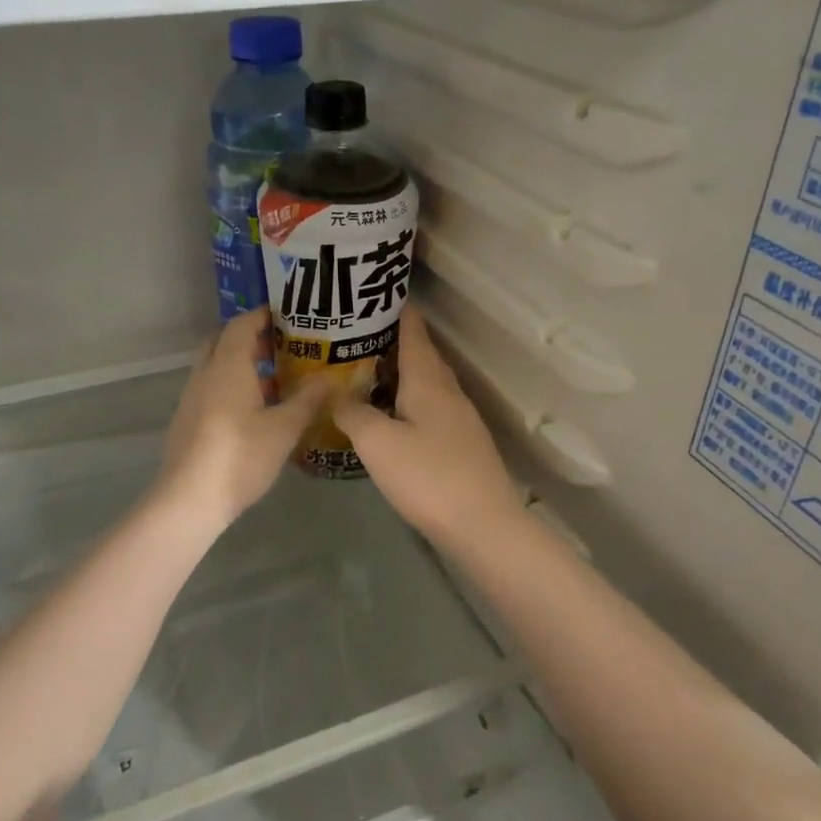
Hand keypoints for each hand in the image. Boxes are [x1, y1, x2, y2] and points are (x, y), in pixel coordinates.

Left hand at [156, 310, 323, 529]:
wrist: (189, 499)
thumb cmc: (240, 456)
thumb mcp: (284, 429)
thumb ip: (308, 400)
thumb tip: (331, 378)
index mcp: (227, 366)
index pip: (241, 324)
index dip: (263, 315)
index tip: (288, 314)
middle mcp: (205, 374)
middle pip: (223, 341)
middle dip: (250, 337)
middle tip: (282, 344)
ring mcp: (192, 398)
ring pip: (215, 366)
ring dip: (241, 363)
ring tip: (275, 377)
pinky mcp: (187, 420)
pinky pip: (211, 388)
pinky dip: (231, 385)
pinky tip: (254, 409)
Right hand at [333, 308, 526, 554]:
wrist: (483, 525)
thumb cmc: (428, 476)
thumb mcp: (378, 443)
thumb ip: (353, 413)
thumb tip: (336, 392)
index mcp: (428, 380)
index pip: (413, 329)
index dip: (395, 309)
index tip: (370, 294)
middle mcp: (448, 390)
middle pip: (421, 353)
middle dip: (391, 339)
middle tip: (354, 335)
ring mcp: (459, 417)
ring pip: (426, 381)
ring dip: (399, 371)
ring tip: (364, 370)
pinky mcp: (461, 442)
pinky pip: (430, 406)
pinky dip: (407, 399)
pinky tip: (390, 414)